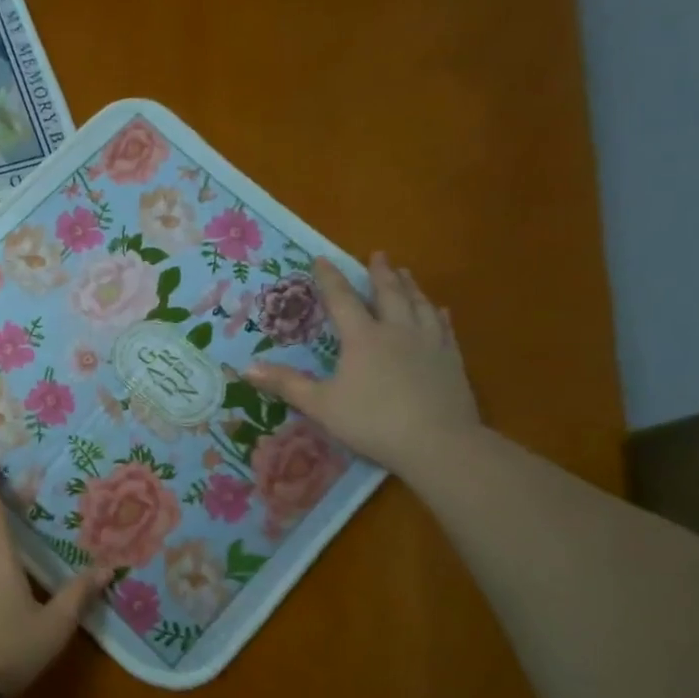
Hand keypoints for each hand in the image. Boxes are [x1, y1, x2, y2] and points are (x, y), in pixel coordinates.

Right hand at [244, 252, 480, 481]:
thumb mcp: (320, 405)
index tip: (322, 258)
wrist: (438, 443)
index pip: (342, 300)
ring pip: (419, 305)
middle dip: (380, 273)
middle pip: (388, 294)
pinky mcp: (451, 360)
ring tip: (406, 273)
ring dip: (410, 286)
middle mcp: (397, 331)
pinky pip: (444, 328)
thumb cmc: (372, 421)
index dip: (330, 278)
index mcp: (362, 338)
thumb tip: (246, 368)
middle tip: (378, 254)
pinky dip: (439, 314)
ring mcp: (429, 343)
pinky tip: (440, 310)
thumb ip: (286, 384)